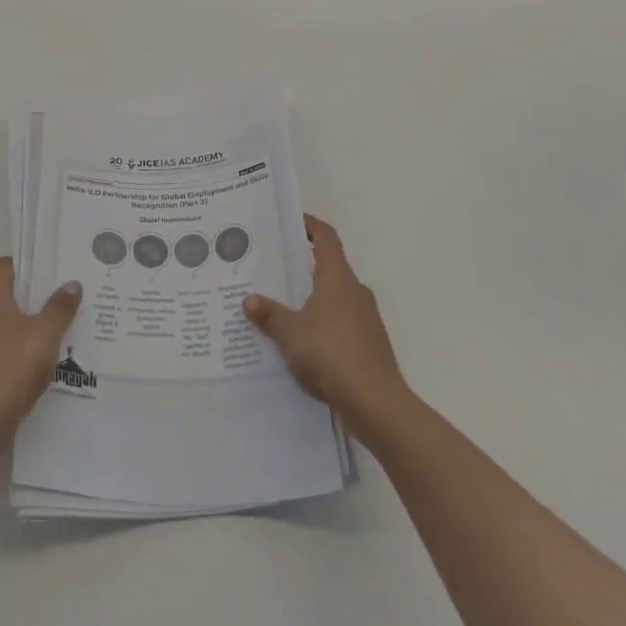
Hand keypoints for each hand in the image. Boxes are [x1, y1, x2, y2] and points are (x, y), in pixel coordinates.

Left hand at [0, 258, 81, 444]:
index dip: (27, 265)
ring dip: (21, 326)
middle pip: (3, 295)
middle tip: (58, 301)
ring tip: (51, 333)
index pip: (4, 266)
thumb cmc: (12, 366)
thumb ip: (60, 307)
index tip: (50, 271)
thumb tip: (72, 283)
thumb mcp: (46, 334)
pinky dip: (12, 351)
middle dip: (29, 297)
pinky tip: (33, 364)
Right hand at [244, 215, 408, 436]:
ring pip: (334, 298)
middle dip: (302, 266)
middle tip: (273, 268)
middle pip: (329, 267)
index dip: (309, 225)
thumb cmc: (331, 353)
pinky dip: (321, 326)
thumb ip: (270, 314)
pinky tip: (301, 343)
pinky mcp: (369, 346)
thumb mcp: (290, 333)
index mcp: (338, 277)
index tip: (291, 221)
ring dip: (311, 299)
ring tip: (281, 307)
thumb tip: (249, 300)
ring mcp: (366, 320)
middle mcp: (355, 291)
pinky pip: (340, 325)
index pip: (326, 237)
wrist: (376, 404)